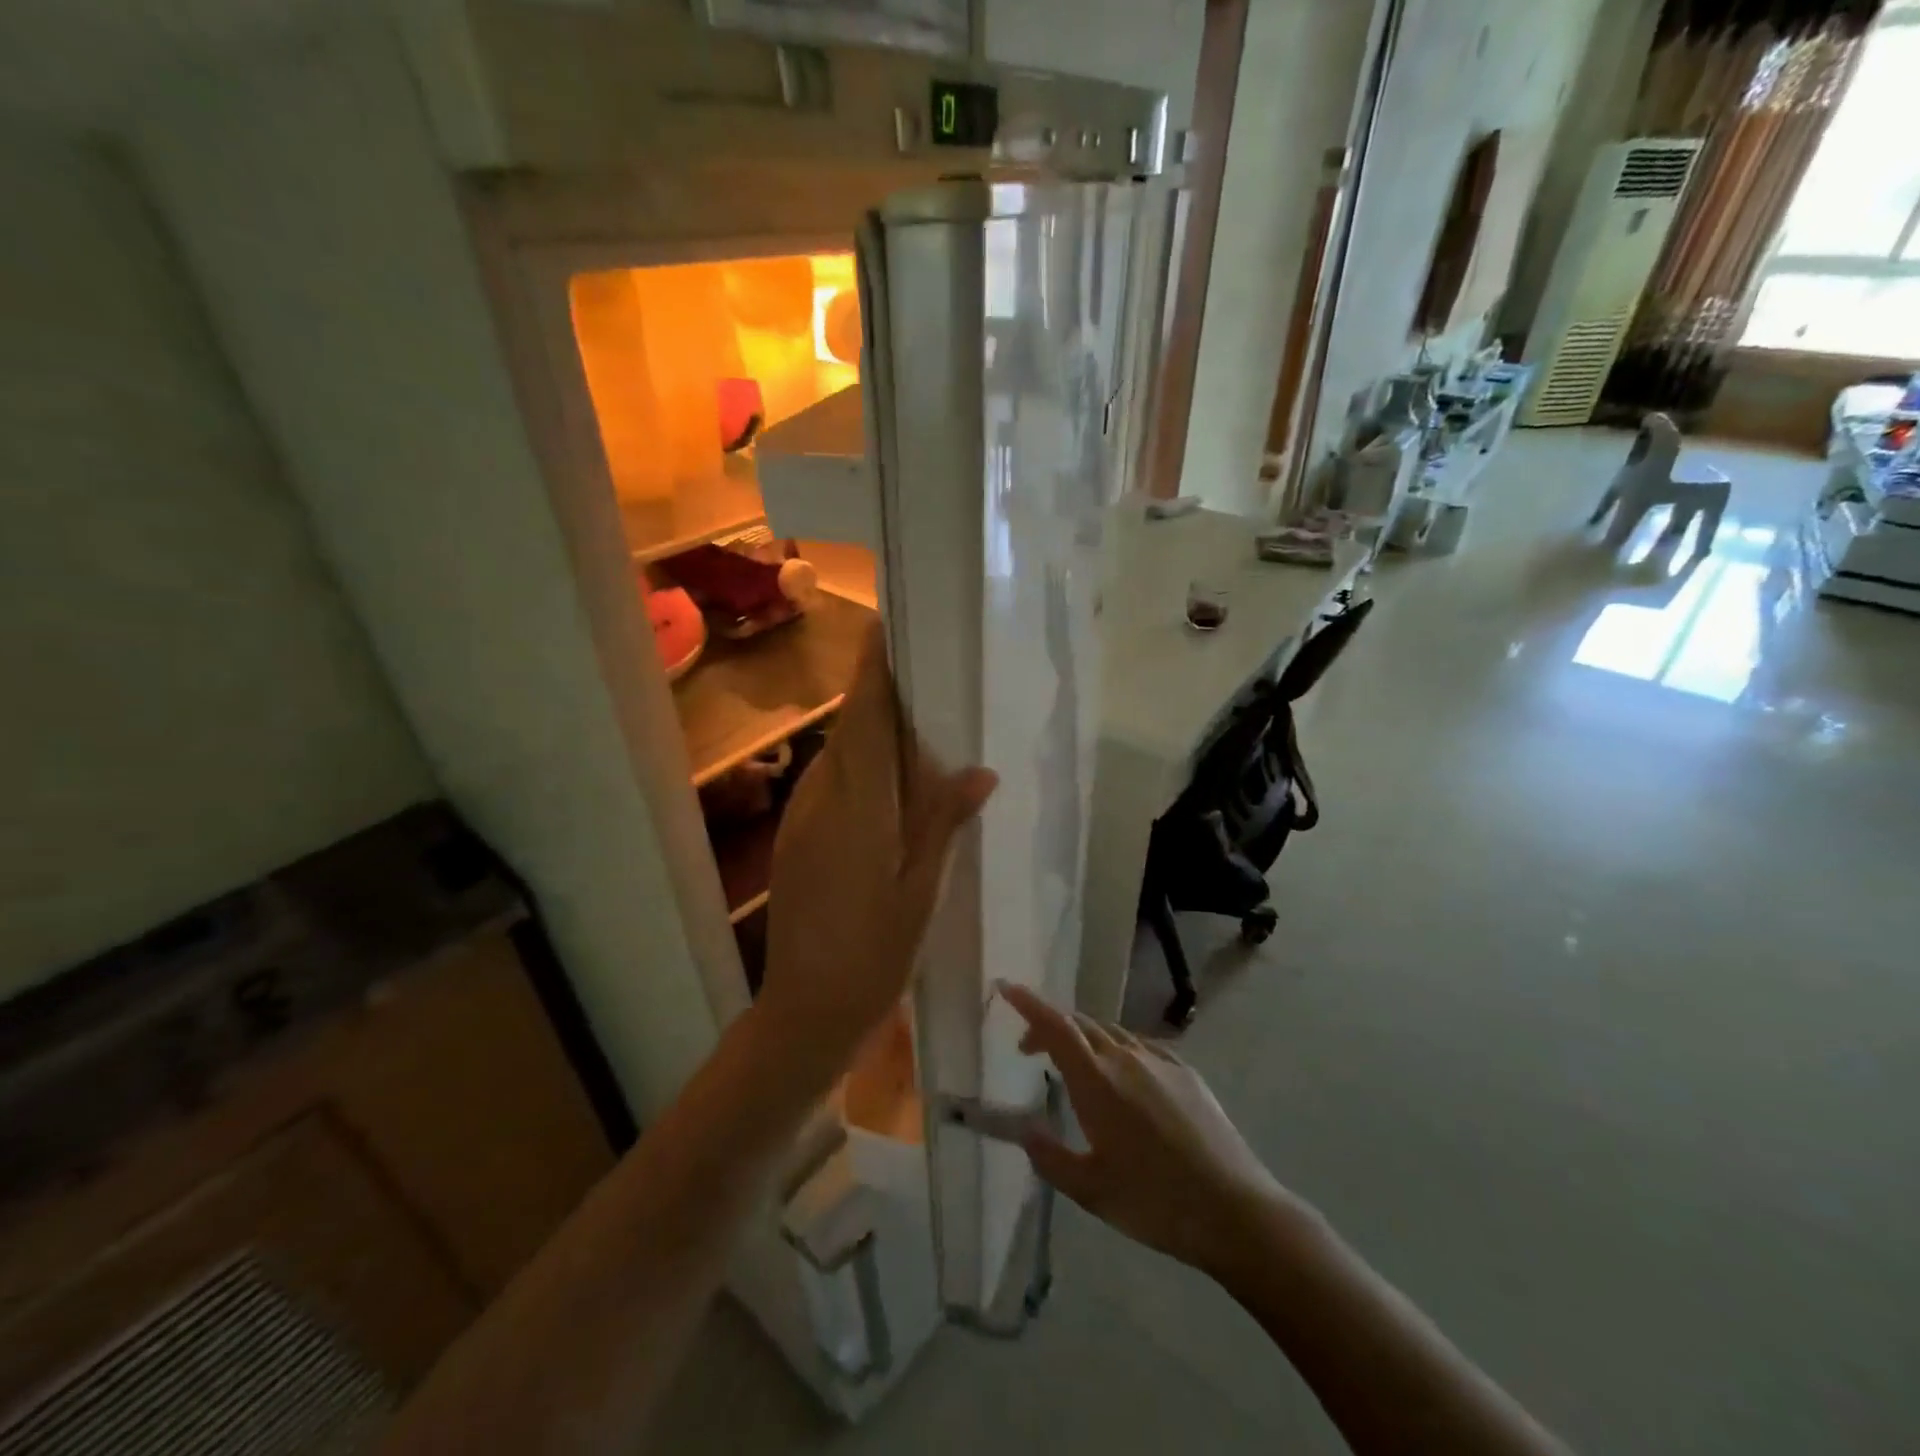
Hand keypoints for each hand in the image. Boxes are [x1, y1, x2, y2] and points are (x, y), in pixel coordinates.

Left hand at [759, 620, 996, 1075]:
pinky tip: (892, 789)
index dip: (875, 670)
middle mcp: (821, 798)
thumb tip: (979, 771)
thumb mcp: (922, 890)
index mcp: (857, 805)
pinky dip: (861, 769)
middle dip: (881, 696)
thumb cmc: (875, 953)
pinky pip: (832, 784)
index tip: (888, 626)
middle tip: (927, 680)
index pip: (865, 718)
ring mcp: (801, 817)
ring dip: (872, 734)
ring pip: (840, 756)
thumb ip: (944, 823)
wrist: (806, 1010)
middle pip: (852, 729)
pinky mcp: (795, 837)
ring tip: (920, 731)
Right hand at [999, 983, 1285, 1274]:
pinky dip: (1117, 1050)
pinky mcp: (1186, 1072)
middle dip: (1048, 1028)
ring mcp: (1159, 1062)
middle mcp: (1125, 1059)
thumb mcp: (1090, 1190)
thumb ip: (1049, 1157)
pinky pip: (1140, 1046)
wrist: (1235, 1210)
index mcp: (1097, 1081)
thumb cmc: (1155, 1203)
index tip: (1005, 987)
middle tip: (1029, 1051)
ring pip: (1110, 1032)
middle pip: (1080, 1024)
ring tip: (1074, 1066)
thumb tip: (1024, 1130)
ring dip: (1084, 1038)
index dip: (1028, 1003)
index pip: (1055, 1026)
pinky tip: (1123, 1078)